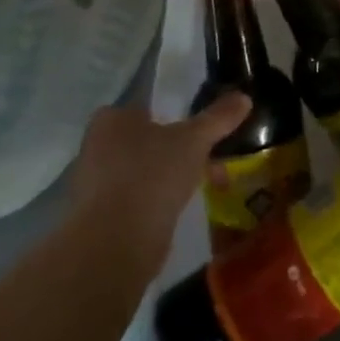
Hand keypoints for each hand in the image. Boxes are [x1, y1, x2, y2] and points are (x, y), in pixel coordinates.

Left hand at [67, 93, 249, 272]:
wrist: (117, 243)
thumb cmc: (152, 175)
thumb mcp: (195, 140)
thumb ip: (218, 117)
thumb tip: (244, 97)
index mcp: (112, 119)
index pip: (146, 106)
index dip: (175, 114)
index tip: (199, 129)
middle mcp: (96, 146)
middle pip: (148, 139)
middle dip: (180, 149)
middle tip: (209, 157)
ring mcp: (95, 183)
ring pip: (145, 169)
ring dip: (172, 175)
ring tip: (203, 185)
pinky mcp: (99, 215)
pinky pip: (138, 196)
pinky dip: (158, 199)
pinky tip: (180, 208)